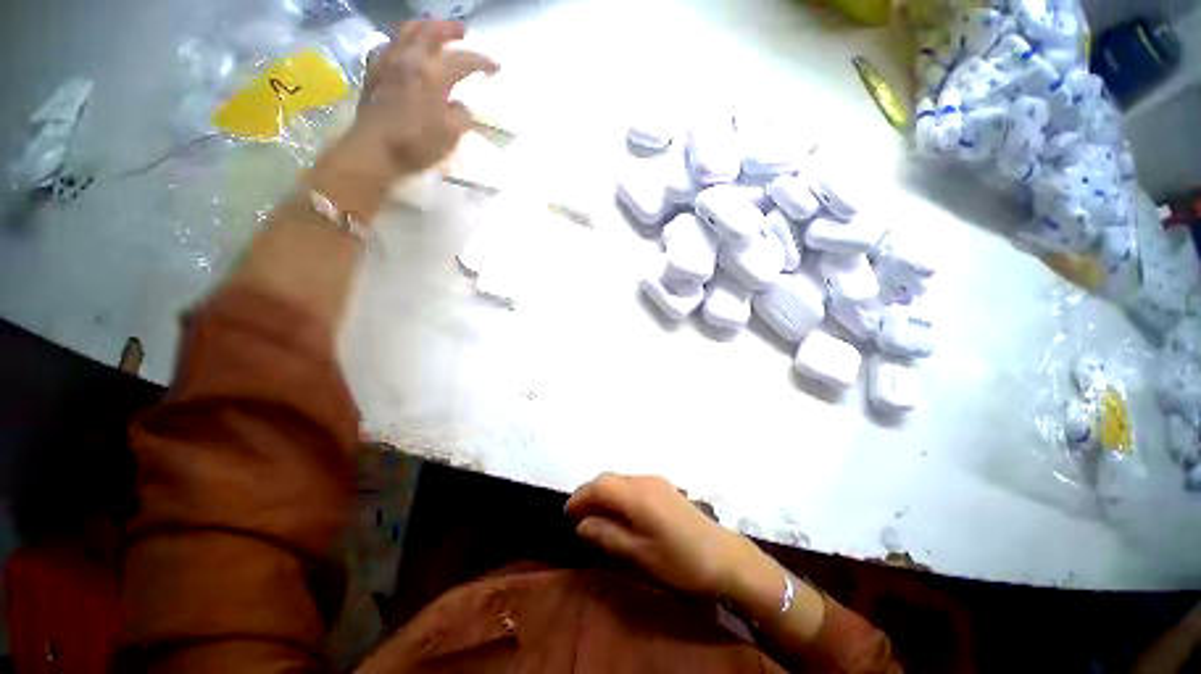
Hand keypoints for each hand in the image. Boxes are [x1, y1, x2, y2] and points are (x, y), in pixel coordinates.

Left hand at [310, 21, 497, 216]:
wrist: (374, 151)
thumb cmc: (416, 144)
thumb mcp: (450, 135)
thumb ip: (461, 116)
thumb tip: (461, 106)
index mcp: (433, 75)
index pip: (463, 60)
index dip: (482, 61)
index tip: (496, 66)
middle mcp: (410, 60)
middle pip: (430, 32)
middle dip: (449, 29)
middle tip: (462, 31)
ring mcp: (388, 64)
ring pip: (406, 33)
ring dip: (424, 28)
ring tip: (433, 32)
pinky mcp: (373, 74)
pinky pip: (387, 47)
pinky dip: (400, 42)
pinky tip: (403, 50)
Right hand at [566, 473, 755, 595]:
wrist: (725, 556)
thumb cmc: (681, 560)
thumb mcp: (641, 553)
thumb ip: (609, 535)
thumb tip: (582, 525)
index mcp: (637, 495)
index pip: (599, 486)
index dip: (580, 497)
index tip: (566, 513)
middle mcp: (644, 480)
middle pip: (608, 478)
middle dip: (590, 493)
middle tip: (578, 516)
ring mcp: (657, 481)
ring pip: (620, 479)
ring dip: (604, 492)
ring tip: (595, 515)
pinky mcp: (665, 487)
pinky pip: (633, 483)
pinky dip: (619, 493)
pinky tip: (620, 511)